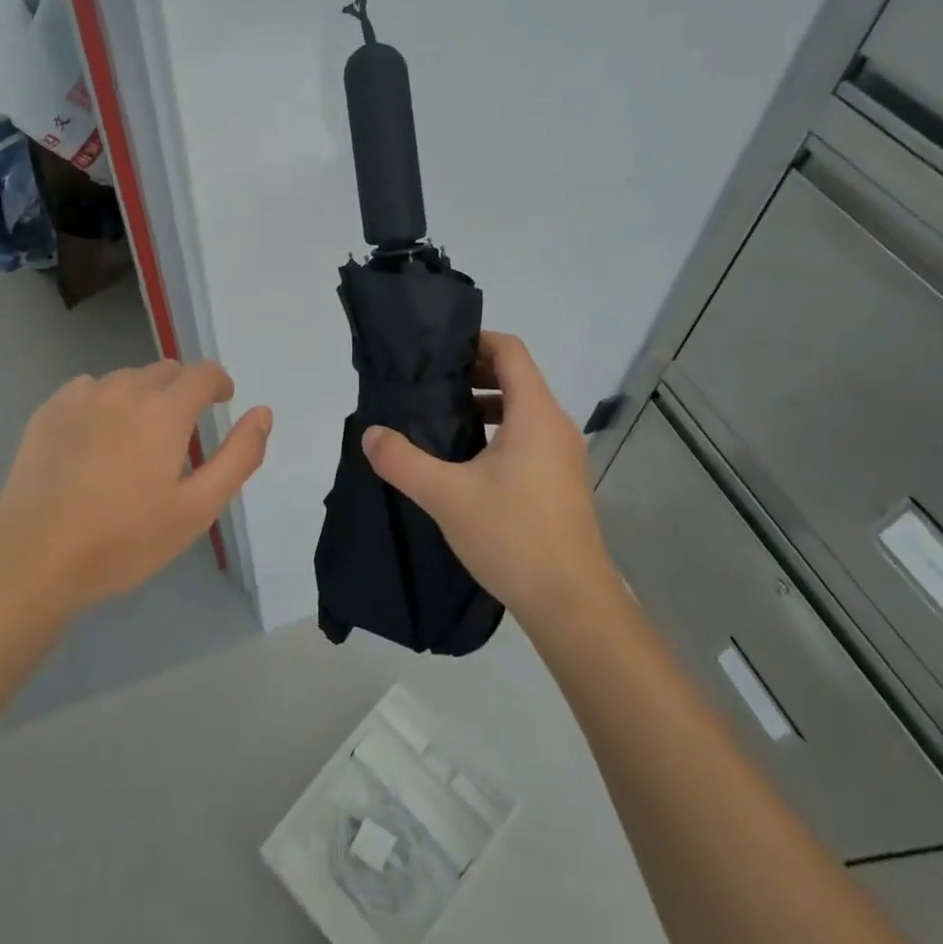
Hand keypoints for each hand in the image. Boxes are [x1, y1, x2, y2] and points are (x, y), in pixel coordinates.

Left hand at [0, 360, 270, 617]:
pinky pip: (90, 390)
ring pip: (127, 379)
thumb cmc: (124, 539)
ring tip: (136, 442)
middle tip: (179, 435)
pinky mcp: (49, 410)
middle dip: (181, 392)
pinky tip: (95, 443)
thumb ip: (238, 456)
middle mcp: (125, 388)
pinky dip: (104, 404)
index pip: (203, 372)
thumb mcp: (197, 508)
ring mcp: (82, 396)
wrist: (34, 558)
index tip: (220, 403)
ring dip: (142, 397)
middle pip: (166, 371)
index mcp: (165, 409)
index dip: (218, 384)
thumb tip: (262, 413)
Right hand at [362, 331, 613, 627]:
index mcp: (535, 414)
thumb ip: (402, 461)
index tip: (438, 351)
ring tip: (444, 418)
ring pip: (523, 408)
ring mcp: (563, 455)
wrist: (571, 603)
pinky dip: (500, 429)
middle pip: (517, 376)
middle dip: (474, 372)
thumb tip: (370, 434)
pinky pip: (530, 435)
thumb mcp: (446, 496)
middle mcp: (555, 425)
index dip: (476, 340)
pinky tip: (468, 460)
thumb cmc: (512, 536)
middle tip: (431, 384)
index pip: (510, 350)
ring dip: (486, 403)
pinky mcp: (562, 481)